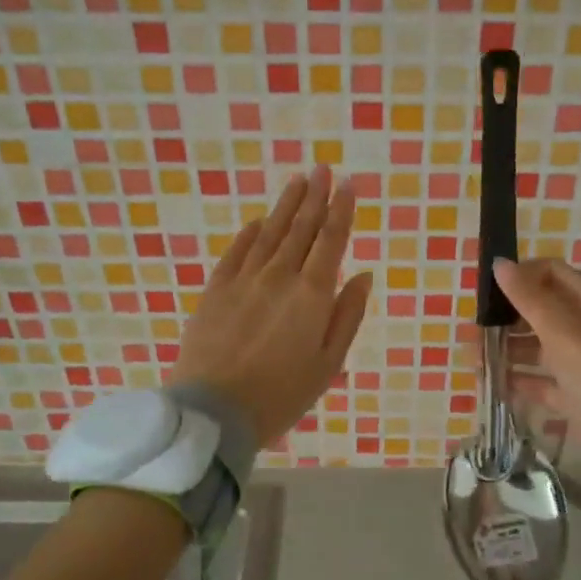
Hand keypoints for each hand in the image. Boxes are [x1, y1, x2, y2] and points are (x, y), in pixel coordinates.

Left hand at [171, 167, 373, 450]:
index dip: (341, 210)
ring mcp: (244, 279)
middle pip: (301, 227)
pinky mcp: (216, 288)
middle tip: (322, 169)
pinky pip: (237, 250)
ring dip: (286, 204)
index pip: (331, 240)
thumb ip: (348, 316)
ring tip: (297, 180)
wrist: (215, 411)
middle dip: (314, 196)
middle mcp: (280, 276)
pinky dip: (251, 232)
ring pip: (270, 232)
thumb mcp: (329, 364)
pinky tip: (259, 221)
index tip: (347, 184)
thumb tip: (364, 275)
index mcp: (312, 295)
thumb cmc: (282, 394)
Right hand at [494, 257, 580, 517]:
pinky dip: (520, 381)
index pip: (555, 274)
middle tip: (476, 331)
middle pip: (544, 310)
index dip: (522, 275)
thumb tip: (500, 263)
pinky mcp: (578, 398)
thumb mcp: (567, 337)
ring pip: (539, 347)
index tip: (487, 289)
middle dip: (508, 317)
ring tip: (476, 361)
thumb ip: (531, 301)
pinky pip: (542, 381)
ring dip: (509, 349)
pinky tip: (495, 386)